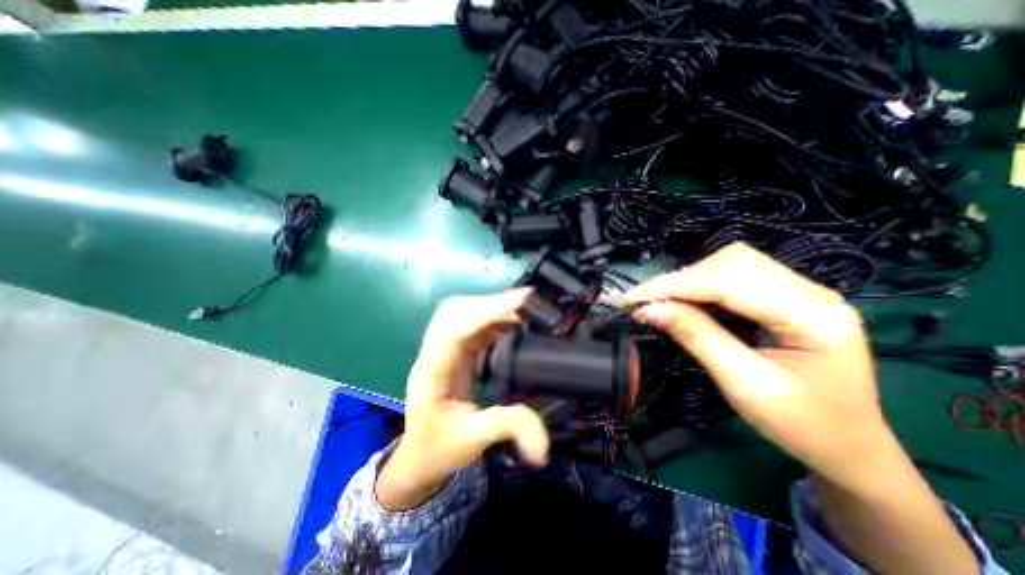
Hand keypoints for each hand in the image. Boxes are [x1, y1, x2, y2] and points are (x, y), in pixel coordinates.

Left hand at [374, 290, 547, 508]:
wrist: (419, 457)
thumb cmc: (438, 449)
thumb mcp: (473, 440)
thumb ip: (508, 428)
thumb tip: (545, 442)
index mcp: (431, 372)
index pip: (455, 329)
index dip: (487, 311)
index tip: (520, 299)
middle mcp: (433, 353)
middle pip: (455, 311)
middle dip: (489, 302)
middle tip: (525, 303)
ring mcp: (442, 350)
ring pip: (462, 314)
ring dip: (491, 308)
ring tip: (521, 312)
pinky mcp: (453, 353)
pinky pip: (471, 325)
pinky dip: (492, 319)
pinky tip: (510, 325)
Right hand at [619, 244, 884, 489]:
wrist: (849, 447)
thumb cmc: (801, 426)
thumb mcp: (742, 384)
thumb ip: (696, 337)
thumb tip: (649, 309)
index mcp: (813, 317)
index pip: (727, 284)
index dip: (673, 286)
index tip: (630, 299)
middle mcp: (811, 292)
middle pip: (730, 263)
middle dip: (679, 280)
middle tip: (643, 302)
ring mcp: (801, 291)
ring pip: (730, 264)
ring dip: (688, 280)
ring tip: (660, 301)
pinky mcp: (786, 296)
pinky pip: (734, 276)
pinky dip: (701, 285)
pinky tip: (685, 301)